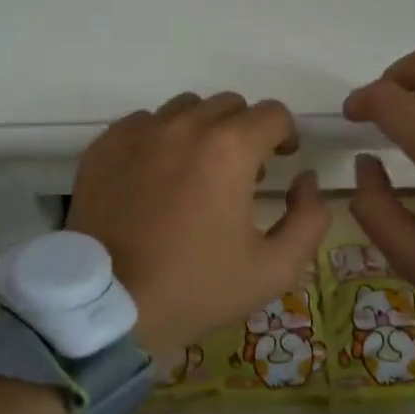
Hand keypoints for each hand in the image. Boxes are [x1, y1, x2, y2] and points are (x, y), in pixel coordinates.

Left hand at [68, 92, 328, 357]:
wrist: (108, 307)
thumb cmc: (197, 288)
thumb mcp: (275, 268)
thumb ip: (309, 218)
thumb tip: (305, 180)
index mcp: (230, 149)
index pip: (273, 114)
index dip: (285, 135)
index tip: (281, 160)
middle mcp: (184, 126)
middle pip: (230, 106)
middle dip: (245, 132)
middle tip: (241, 174)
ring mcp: (139, 133)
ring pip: (185, 109)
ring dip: (202, 131)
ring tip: (196, 172)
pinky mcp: (105, 146)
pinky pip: (144, 123)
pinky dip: (159, 139)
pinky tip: (156, 177)